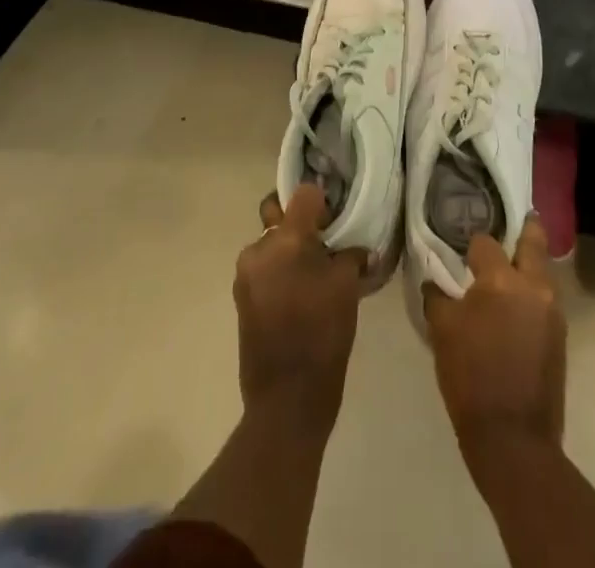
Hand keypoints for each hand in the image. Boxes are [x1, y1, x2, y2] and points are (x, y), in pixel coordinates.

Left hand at [234, 183, 366, 431]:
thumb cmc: (323, 336)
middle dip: (301, 224)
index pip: (304, 193)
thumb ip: (348, 253)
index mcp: (286, 239)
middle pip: (280, 215)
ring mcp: (246, 274)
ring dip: (290, 250)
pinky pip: (265, 268)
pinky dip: (281, 271)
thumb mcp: (346, 287)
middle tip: (325, 243)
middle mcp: (259, 248)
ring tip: (315, 275)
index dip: (323, 202)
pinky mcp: (242, 298)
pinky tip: (302, 295)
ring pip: (271, 243)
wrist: (287, 401)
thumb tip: (353, 247)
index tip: (336, 220)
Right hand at [423, 218, 565, 470]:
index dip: (471, 246)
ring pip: (542, 269)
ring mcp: (553, 309)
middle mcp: (534, 285)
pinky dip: (531, 292)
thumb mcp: (443, 332)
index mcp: (502, 280)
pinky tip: (514, 305)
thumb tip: (436, 281)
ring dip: (527, 263)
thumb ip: (439, 296)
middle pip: (533, 239)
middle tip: (505, 227)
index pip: (485, 242)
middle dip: (522, 228)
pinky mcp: (560, 333)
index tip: (463, 253)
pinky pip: (545, 297)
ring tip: (506, 270)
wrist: (514, 440)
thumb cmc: (471, 379)